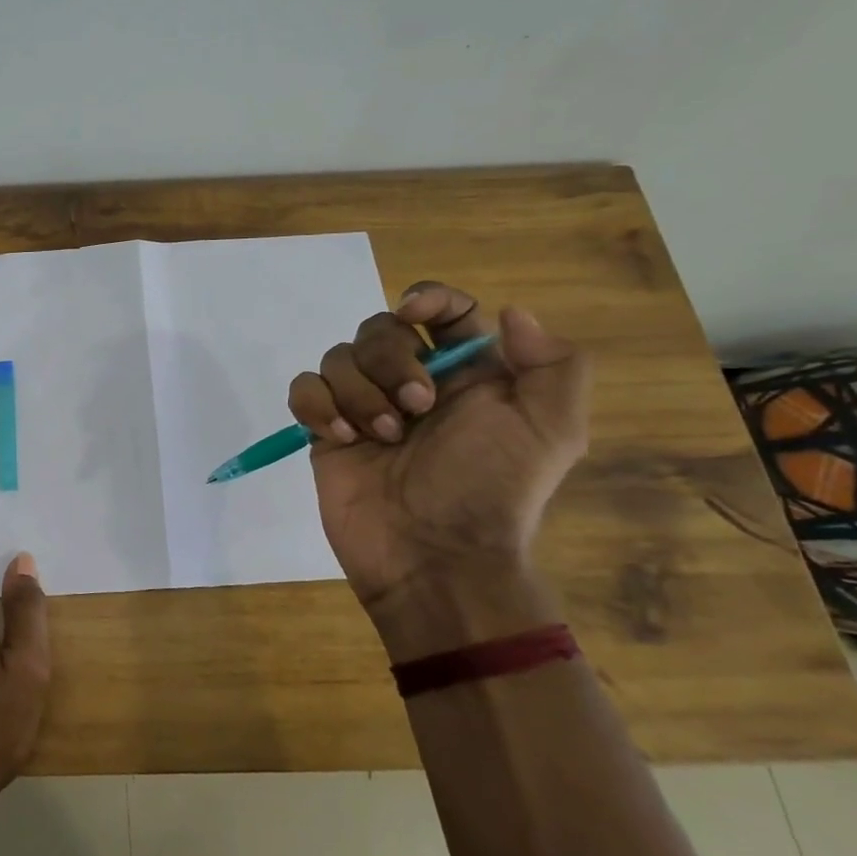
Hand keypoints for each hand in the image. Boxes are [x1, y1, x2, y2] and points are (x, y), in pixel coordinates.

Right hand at [287, 282, 589, 657]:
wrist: (433, 557)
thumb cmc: (490, 490)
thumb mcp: (551, 431)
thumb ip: (552, 364)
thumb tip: (509, 313)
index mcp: (467, 374)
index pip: (444, 310)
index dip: (428, 298)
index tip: (416, 314)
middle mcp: (413, 382)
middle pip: (380, 328)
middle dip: (390, 361)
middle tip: (416, 409)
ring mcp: (363, 406)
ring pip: (339, 357)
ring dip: (358, 391)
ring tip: (380, 437)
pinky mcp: (325, 431)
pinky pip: (304, 389)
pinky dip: (317, 404)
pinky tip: (340, 437)